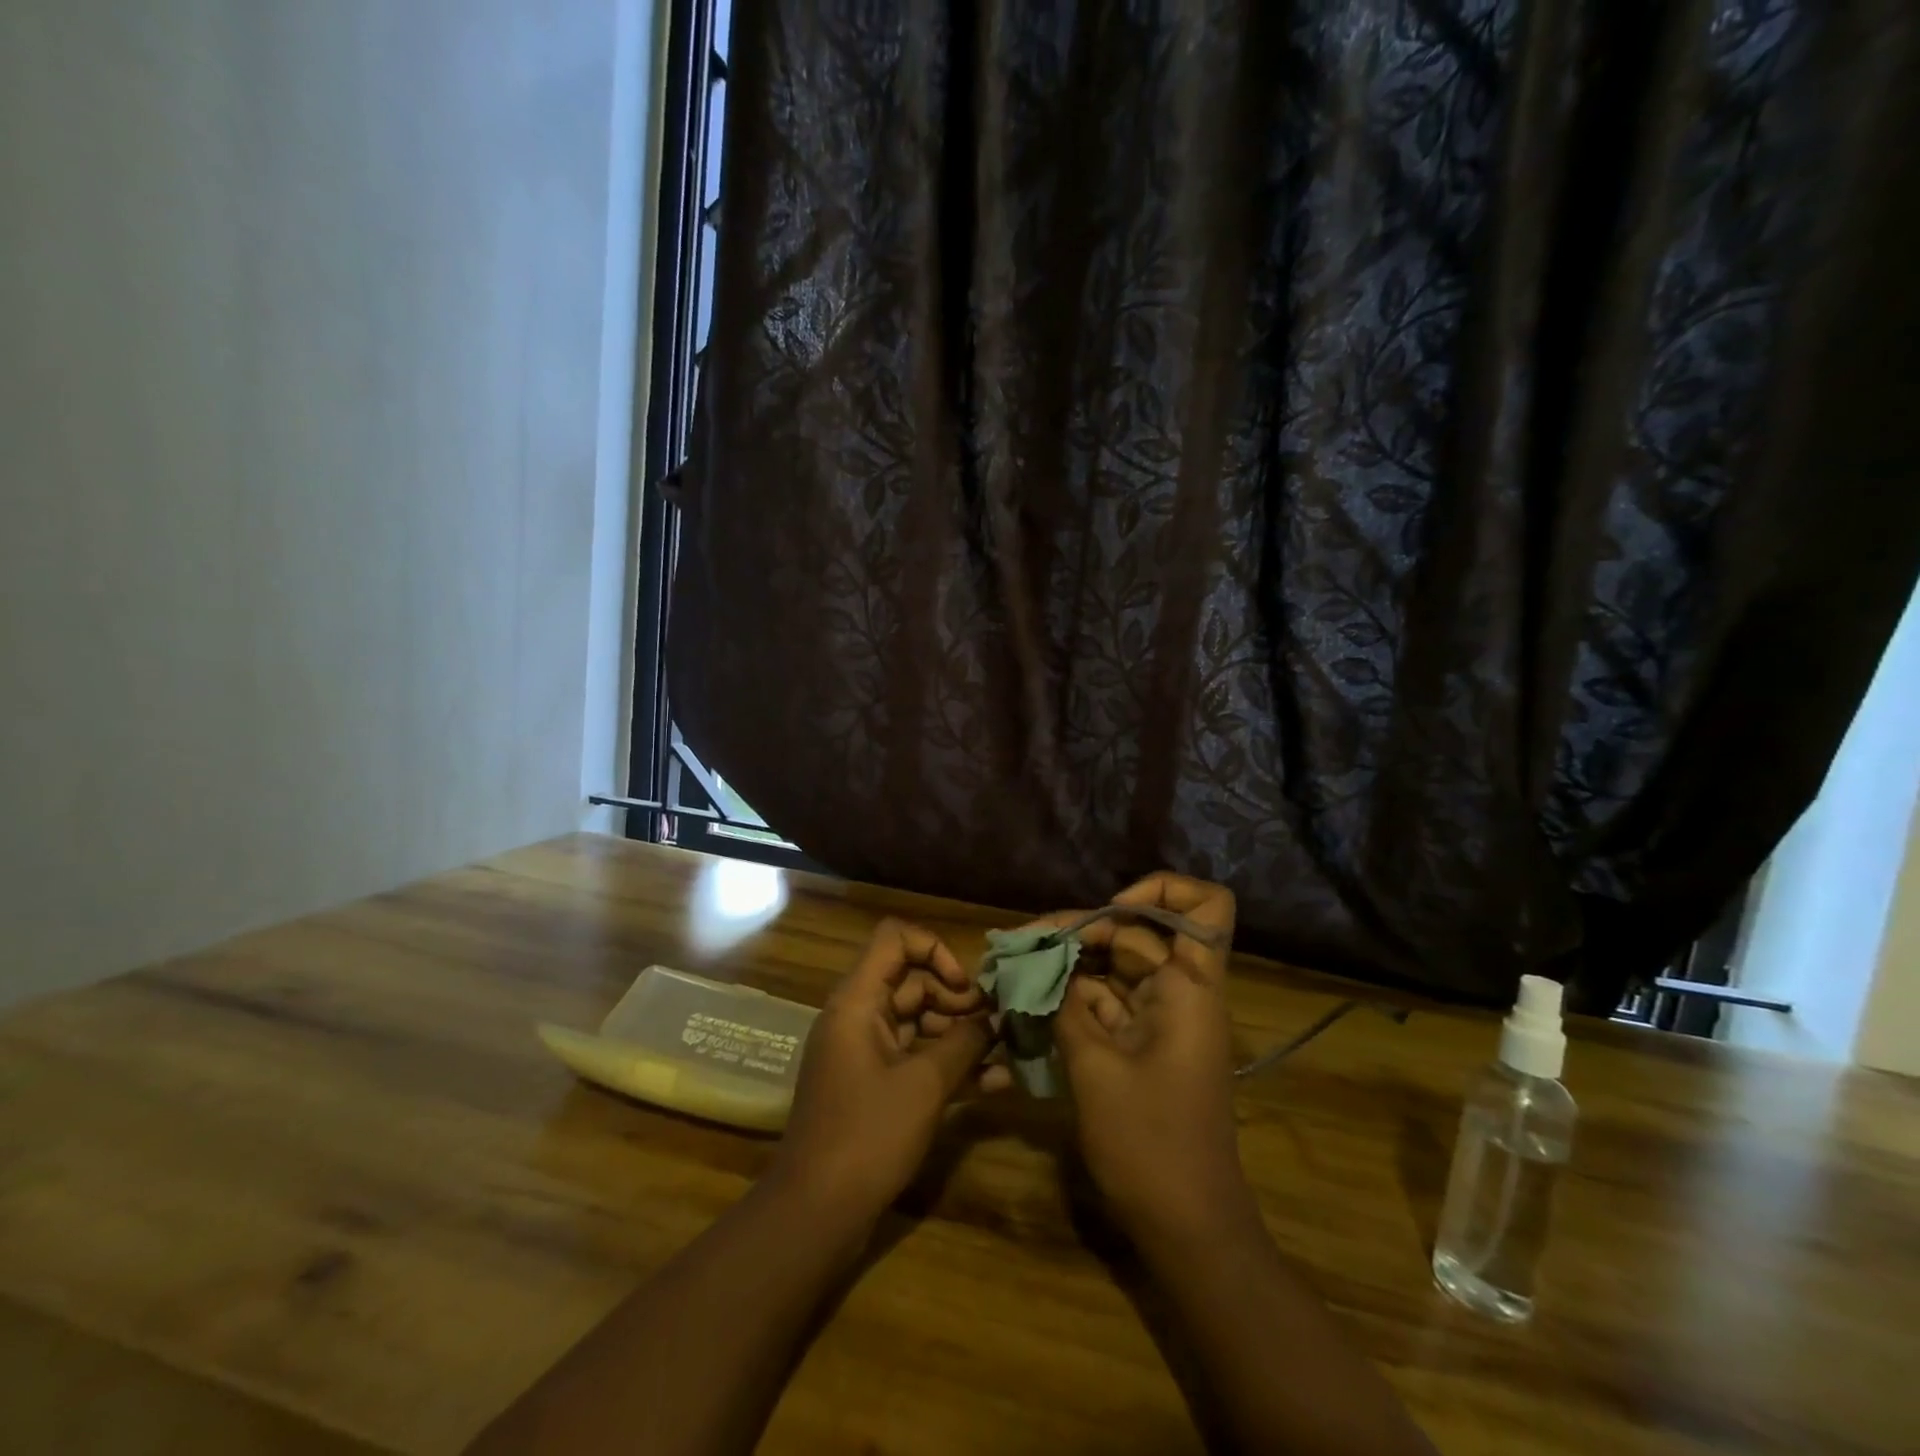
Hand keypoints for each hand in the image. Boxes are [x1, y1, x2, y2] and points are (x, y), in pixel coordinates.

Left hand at [771, 919, 994, 1223]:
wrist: (816, 1213)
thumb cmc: (868, 1135)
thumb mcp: (925, 1084)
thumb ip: (964, 1042)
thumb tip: (997, 1017)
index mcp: (858, 1001)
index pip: (895, 939)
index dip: (934, 950)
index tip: (965, 986)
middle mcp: (859, 1017)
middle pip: (912, 981)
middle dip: (958, 998)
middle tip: (998, 1024)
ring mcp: (866, 1052)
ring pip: (919, 1022)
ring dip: (961, 1034)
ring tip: (1006, 1052)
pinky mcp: (875, 1085)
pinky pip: (915, 1058)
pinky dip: (948, 1064)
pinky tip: (994, 1083)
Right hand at [1051, 874, 1255, 1240]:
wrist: (1186, 1226)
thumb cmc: (1150, 1144)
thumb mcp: (1095, 1068)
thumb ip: (1066, 1006)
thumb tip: (1040, 966)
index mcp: (1190, 987)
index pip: (1205, 907)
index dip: (1160, 891)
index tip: (1109, 908)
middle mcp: (1180, 991)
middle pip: (1137, 932)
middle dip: (1080, 930)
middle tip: (1022, 943)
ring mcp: (1161, 1018)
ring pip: (1116, 966)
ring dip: (1069, 964)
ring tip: (1015, 966)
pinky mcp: (1142, 1043)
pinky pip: (1107, 1002)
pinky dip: (1071, 998)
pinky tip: (1029, 1000)